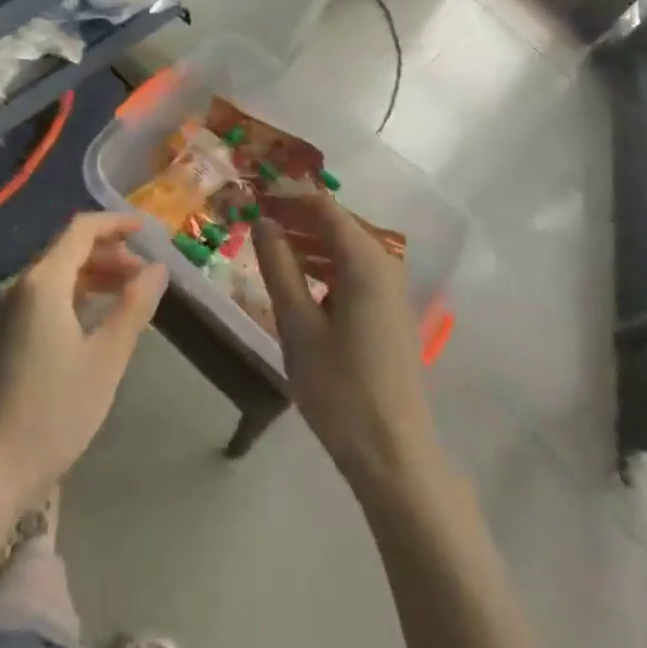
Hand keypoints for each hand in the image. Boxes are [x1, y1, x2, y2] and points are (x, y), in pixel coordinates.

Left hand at [0, 212, 168, 510]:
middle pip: (67, 249)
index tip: (147, 230)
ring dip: (93, 274)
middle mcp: (19, 286)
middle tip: (145, 274)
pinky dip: (73, 294)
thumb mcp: (106, 359)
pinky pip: (42, 296)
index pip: (81, 230)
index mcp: (42, 282)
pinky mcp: (1, 335)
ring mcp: (5, 311)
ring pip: (55, 274)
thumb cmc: (54, 411)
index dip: (115, 224)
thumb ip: (134, 307)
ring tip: (128, 294)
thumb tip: (158, 269)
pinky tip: (94, 319)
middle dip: (109, 252)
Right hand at [253, 193, 442, 499]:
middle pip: (336, 223)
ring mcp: (391, 289)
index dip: (288, 195)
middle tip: (253, 219)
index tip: (253, 193)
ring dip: (307, 242)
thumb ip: (279, 266)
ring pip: (344, 248)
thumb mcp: (298, 325)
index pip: (324, 207)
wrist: (393, 454)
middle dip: (296, 217)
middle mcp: (385, 264)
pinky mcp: (388, 311)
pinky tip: (298, 281)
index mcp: (366, 260)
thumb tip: (263, 221)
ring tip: (267, 247)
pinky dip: (324, 266)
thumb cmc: (340, 389)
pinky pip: (352, 271)